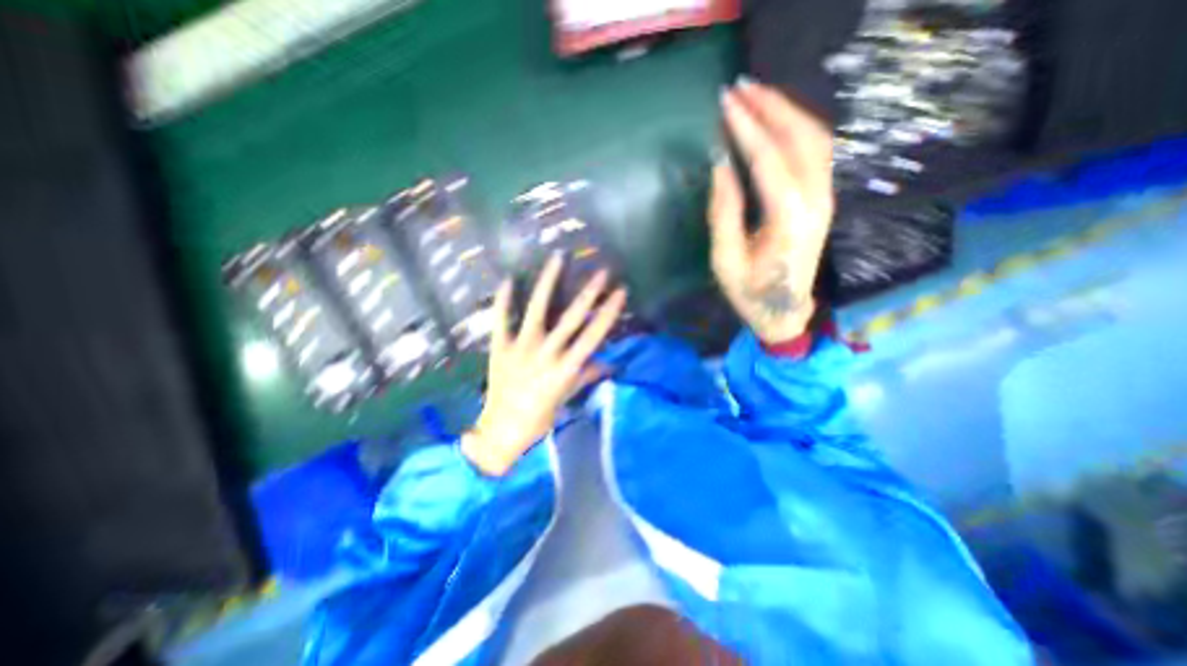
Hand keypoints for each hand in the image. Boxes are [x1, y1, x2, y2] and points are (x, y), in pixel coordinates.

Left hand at [460, 253, 629, 475]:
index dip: (608, 312)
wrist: (502, 430)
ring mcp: (520, 348)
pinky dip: (503, 300)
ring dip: (548, 283)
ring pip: (537, 309)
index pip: (593, 335)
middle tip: (601, 272)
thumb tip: (609, 363)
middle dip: (589, 293)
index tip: (620, 292)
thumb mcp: (567, 397)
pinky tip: (508, 279)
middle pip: (572, 318)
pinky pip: (500, 319)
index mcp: (565, 368)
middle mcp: (546, 353)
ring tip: (557, 259)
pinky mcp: (499, 347)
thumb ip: (586, 375)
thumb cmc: (540, 417)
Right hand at [713, 78, 832, 342]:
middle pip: (799, 138)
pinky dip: (796, 128)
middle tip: (739, 88)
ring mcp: (824, 198)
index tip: (725, 104)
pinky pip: (816, 151)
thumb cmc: (749, 292)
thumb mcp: (725, 259)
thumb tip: (720, 165)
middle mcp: (815, 201)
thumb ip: (723, 211)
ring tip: (756, 96)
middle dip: (770, 107)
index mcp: (788, 219)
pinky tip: (777, 121)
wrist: (784, 312)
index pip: (768, 159)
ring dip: (786, 111)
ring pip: (814, 138)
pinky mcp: (822, 199)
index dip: (746, 128)